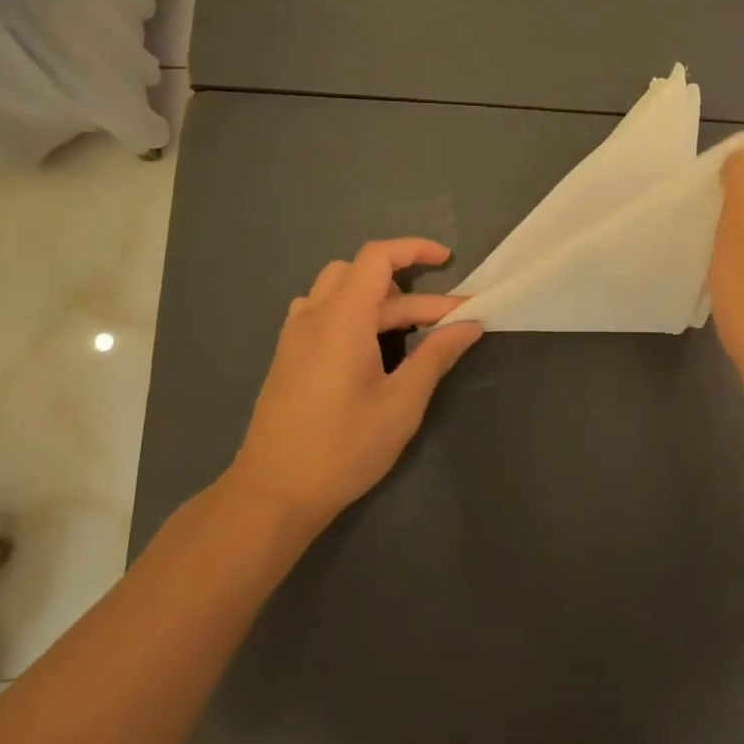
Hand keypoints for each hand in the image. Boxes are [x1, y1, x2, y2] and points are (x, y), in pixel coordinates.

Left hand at [223, 238, 481, 532]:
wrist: (273, 493)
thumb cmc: (343, 448)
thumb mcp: (401, 404)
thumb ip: (436, 356)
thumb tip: (469, 324)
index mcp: (342, 320)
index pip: (377, 258)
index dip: (414, 249)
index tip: (448, 261)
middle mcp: (314, 316)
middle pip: (362, 274)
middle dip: (410, 289)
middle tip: (446, 320)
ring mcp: (295, 336)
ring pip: (339, 290)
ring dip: (379, 298)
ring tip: (409, 329)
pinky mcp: (288, 356)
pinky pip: (322, 311)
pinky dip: (353, 312)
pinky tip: (369, 345)